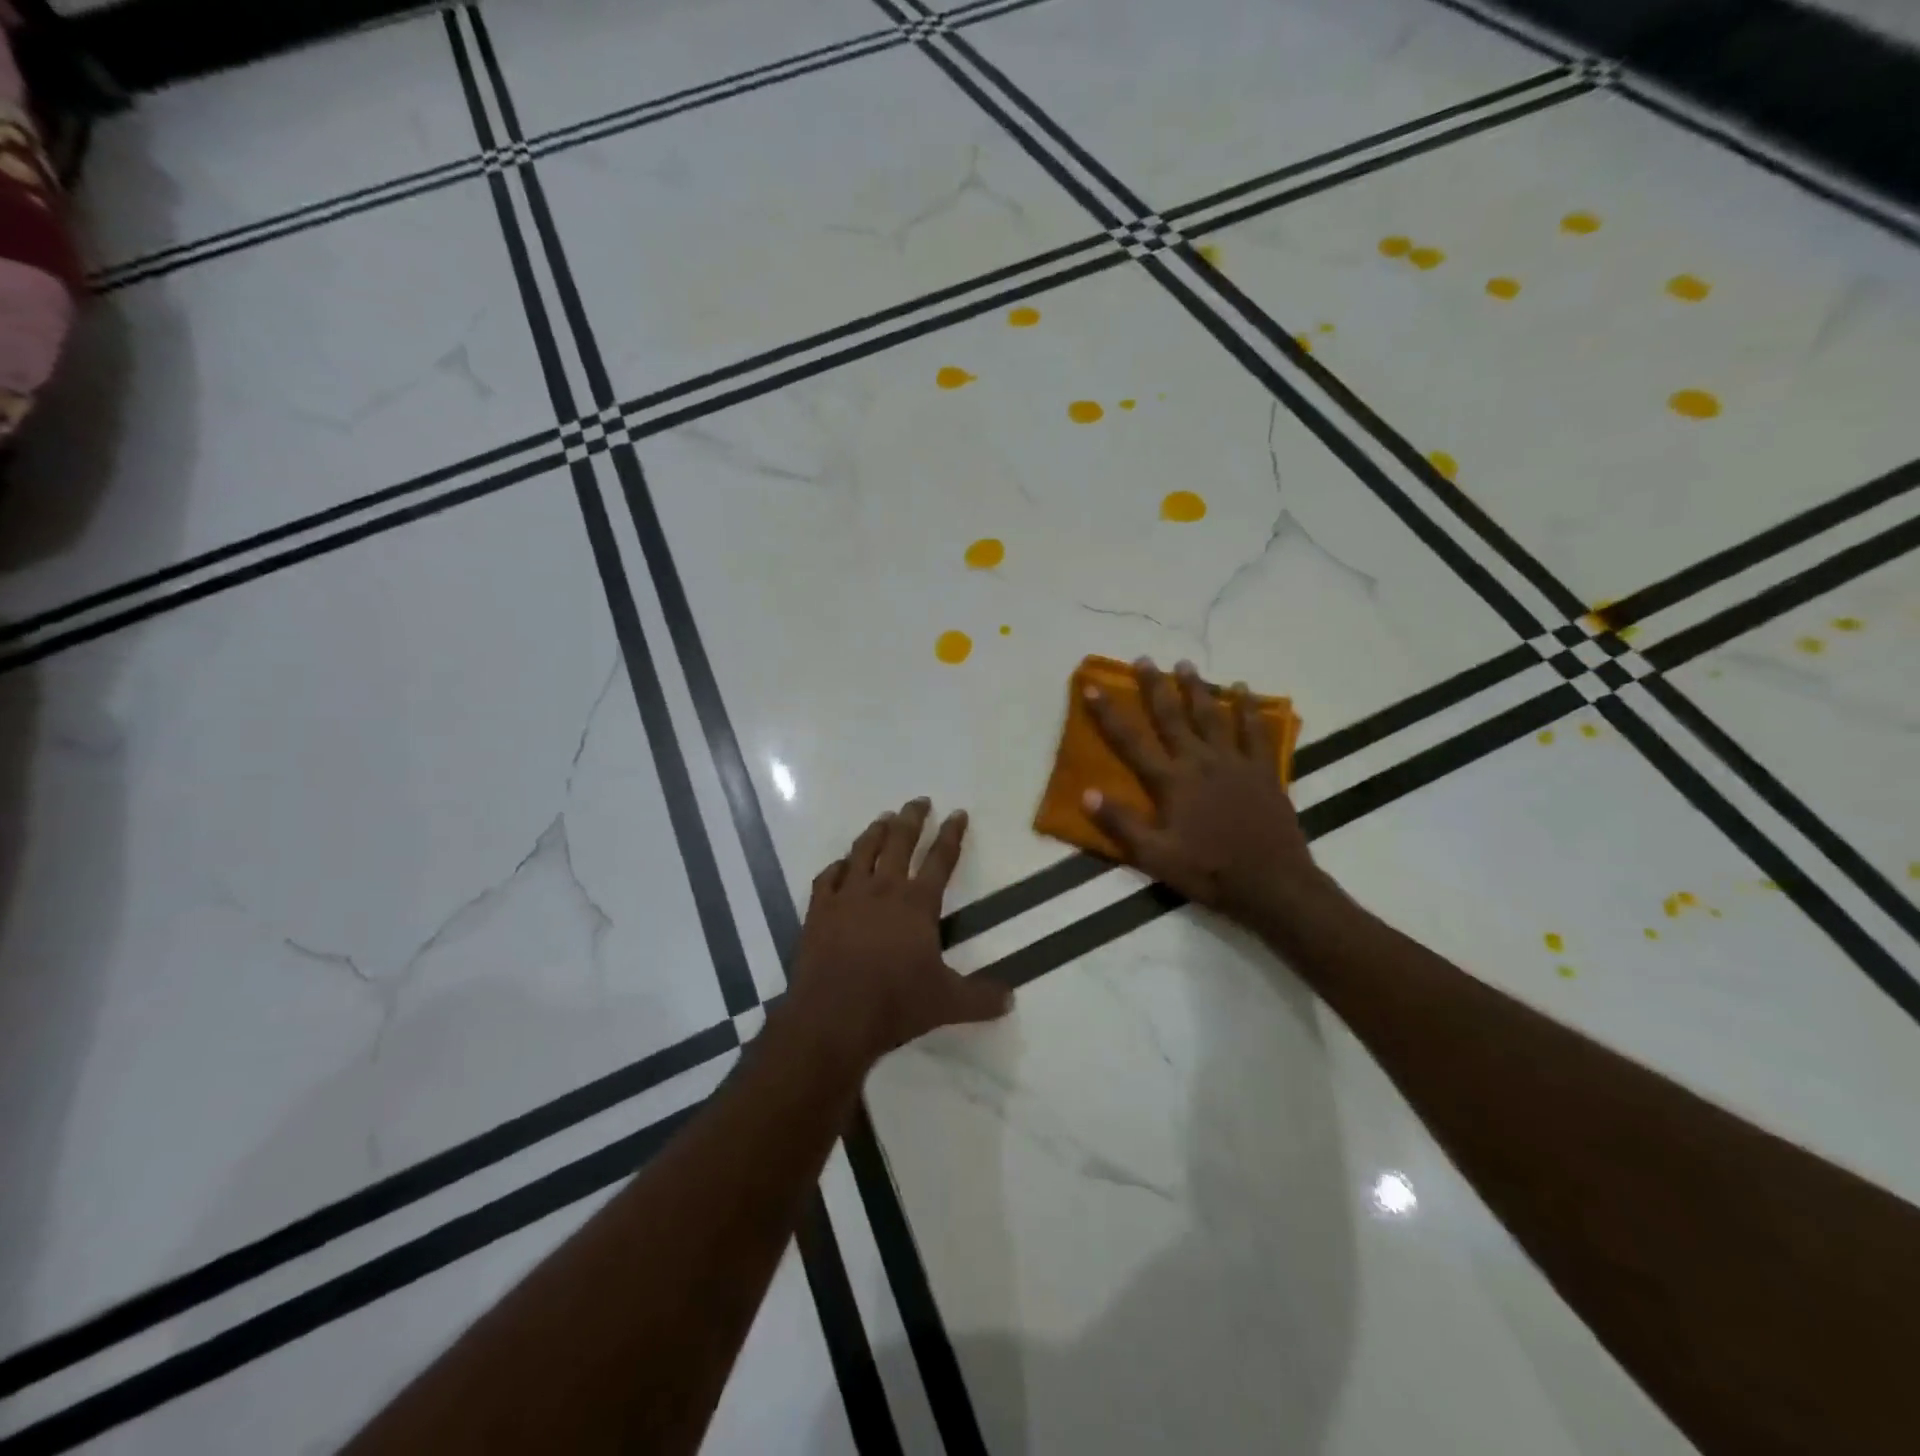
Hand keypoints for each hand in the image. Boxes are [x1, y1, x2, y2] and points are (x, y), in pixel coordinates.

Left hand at [784, 798, 1013, 1069]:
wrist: (832, 1017)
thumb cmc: (895, 1004)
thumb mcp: (947, 1003)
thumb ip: (981, 998)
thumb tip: (1011, 998)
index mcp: (917, 904)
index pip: (941, 860)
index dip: (952, 834)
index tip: (958, 813)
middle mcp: (883, 890)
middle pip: (899, 842)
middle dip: (912, 819)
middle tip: (919, 801)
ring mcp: (846, 898)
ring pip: (862, 852)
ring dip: (875, 832)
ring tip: (883, 819)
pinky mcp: (818, 912)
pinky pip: (827, 878)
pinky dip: (836, 867)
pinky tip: (840, 865)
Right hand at [1083, 658, 1329, 926]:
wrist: (1271, 883)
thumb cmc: (1207, 871)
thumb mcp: (1154, 856)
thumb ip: (1121, 823)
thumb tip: (1086, 793)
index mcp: (1170, 781)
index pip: (1130, 741)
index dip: (1108, 712)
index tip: (1093, 686)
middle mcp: (1199, 761)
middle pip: (1172, 716)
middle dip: (1155, 687)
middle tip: (1144, 660)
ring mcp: (1233, 762)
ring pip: (1211, 715)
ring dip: (1196, 688)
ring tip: (1185, 665)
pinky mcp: (1262, 770)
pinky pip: (1254, 730)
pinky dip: (1248, 708)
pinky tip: (1243, 690)